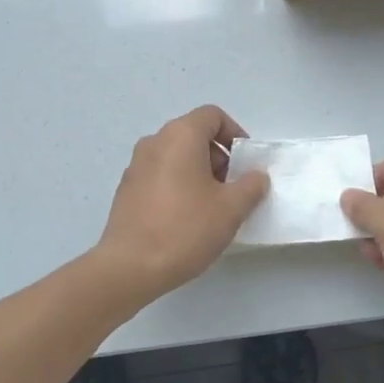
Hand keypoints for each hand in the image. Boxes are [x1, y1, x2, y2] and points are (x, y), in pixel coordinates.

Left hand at [96, 106, 269, 301]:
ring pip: (176, 157)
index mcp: (180, 136)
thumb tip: (256, 176)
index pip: (212, 116)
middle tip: (233, 189)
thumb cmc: (185, 228)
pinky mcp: (127, 190)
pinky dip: (178, 186)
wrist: (130, 266)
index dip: (235, 134)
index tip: (246, 164)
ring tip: (212, 208)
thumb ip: (250, 186)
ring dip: (199, 173)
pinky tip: (187, 219)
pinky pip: (160, 175)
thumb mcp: (231, 208)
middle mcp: (154, 142)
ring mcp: (136, 165)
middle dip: (219, 157)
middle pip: (194, 135)